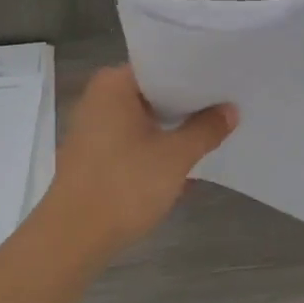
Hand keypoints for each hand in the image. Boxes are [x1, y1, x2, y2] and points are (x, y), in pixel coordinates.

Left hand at [45, 65, 236, 256]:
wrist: (73, 238)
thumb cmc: (124, 185)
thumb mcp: (175, 157)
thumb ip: (206, 129)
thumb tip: (231, 110)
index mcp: (114, 84)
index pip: (162, 65)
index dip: (194, 72)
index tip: (224, 78)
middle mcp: (99, 97)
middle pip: (153, 91)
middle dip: (187, 102)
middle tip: (226, 102)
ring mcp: (93, 127)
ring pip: (143, 117)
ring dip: (172, 126)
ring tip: (212, 128)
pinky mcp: (93, 155)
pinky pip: (132, 139)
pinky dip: (155, 145)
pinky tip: (184, 159)